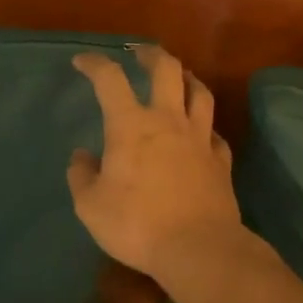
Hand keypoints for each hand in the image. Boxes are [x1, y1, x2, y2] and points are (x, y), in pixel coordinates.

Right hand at [67, 46, 248, 291]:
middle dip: (150, 55)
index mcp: (130, 126)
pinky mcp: (221, 161)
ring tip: (179, 77)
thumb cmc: (137, 224)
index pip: (110, 79)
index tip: (82, 62)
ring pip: (199, 93)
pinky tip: (201, 132)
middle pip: (166, 70)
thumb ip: (82, 176)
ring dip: (187, 78)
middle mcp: (168, 121)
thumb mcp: (90, 206)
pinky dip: (205, 126)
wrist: (199, 249)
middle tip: (139, 53)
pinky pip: (215, 132)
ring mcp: (199, 139)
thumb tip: (82, 156)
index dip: (95, 64)